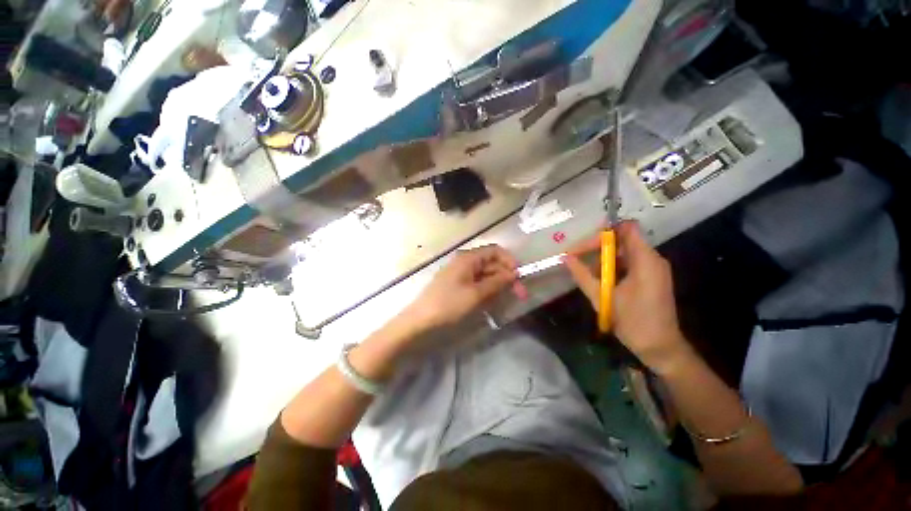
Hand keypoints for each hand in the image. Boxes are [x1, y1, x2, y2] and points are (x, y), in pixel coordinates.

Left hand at [404, 245, 517, 330]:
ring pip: (485, 275)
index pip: (495, 251)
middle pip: (491, 263)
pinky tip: (492, 302)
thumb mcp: (476, 294)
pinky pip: (477, 284)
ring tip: (506, 300)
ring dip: (498, 285)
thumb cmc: (449, 304)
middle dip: (506, 276)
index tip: (519, 276)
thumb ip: (497, 282)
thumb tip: (514, 273)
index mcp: (468, 258)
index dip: (509, 261)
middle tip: (520, 295)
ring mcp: (460, 274)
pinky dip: (487, 291)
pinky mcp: (457, 286)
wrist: (421, 321)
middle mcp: (464, 262)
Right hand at [564, 222, 691, 372]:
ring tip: (585, 271)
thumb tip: (565, 257)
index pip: (626, 228)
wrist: (660, 348)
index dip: (604, 232)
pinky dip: (611, 266)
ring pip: (624, 251)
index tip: (584, 246)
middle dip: (597, 247)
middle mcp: (652, 259)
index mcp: (645, 260)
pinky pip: (628, 262)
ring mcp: (653, 268)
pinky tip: (599, 279)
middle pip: (623, 239)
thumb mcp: (602, 297)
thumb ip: (582, 275)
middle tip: (576, 258)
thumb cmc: (633, 322)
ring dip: (603, 258)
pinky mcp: (651, 277)